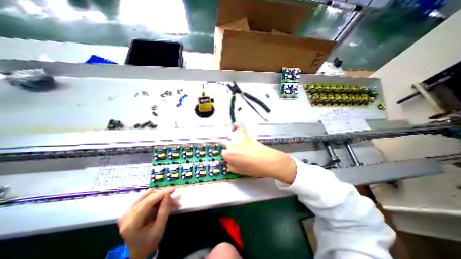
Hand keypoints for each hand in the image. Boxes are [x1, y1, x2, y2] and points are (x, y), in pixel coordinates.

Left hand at [118, 188, 176, 258]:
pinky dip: (155, 198)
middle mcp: (127, 214)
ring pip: (148, 194)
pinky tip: (161, 203)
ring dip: (160, 196)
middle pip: (148, 197)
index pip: (148, 202)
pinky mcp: (130, 208)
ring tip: (168, 203)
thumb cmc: (149, 242)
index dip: (162, 194)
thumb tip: (167, 195)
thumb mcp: (159, 229)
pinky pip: (145, 197)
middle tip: (174, 202)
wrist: (136, 251)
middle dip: (163, 196)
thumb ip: (164, 211)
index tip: (174, 189)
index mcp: (132, 223)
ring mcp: (127, 211)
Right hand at [221, 123, 296, 183]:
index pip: (223, 153)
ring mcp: (238, 139)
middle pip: (224, 143)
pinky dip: (237, 125)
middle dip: (226, 146)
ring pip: (229, 135)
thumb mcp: (239, 171)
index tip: (231, 158)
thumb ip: (231, 166)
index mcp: (228, 155)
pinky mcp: (245, 135)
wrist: (266, 161)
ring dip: (229, 138)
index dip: (227, 156)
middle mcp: (231, 145)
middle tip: (233, 150)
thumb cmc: (253, 168)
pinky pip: (239, 126)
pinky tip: (235, 126)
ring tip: (232, 140)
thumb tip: (229, 163)